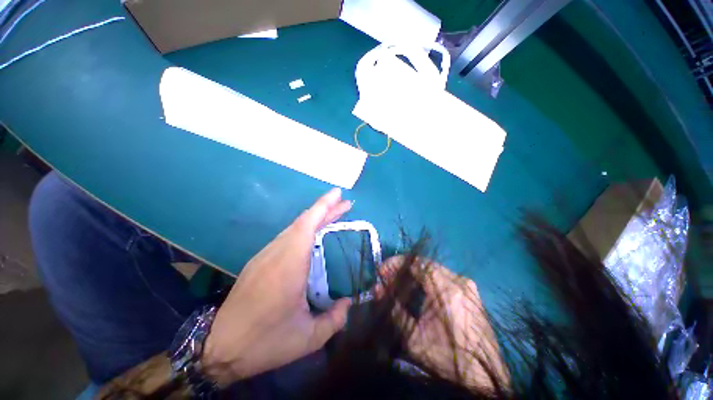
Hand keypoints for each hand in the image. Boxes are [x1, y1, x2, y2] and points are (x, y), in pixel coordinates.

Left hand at [201, 188, 352, 385]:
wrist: (219, 349)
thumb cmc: (265, 342)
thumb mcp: (307, 339)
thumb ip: (334, 319)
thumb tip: (348, 303)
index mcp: (289, 265)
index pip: (307, 225)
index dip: (323, 206)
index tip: (338, 194)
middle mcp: (276, 253)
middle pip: (303, 221)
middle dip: (325, 209)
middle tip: (344, 203)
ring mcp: (265, 255)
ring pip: (294, 227)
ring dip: (315, 218)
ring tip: (333, 215)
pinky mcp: (259, 261)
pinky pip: (286, 236)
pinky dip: (304, 228)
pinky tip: (313, 234)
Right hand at [381, 257, 507, 387]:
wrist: (483, 378)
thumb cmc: (447, 359)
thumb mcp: (413, 338)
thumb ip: (393, 309)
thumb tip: (376, 289)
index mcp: (447, 289)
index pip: (416, 263)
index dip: (396, 263)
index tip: (381, 272)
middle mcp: (459, 281)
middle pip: (424, 264)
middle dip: (403, 268)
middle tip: (387, 278)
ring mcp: (467, 285)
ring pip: (433, 269)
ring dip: (414, 273)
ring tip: (399, 283)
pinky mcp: (470, 292)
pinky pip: (443, 277)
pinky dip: (426, 279)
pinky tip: (417, 289)